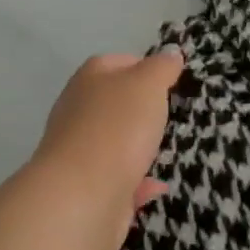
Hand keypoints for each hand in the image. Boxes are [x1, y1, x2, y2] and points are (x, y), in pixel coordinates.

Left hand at [35, 51, 181, 232]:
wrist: (82, 197)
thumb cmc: (117, 128)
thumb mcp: (148, 84)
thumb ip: (162, 67)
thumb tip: (170, 53)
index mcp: (89, 79)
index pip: (118, 62)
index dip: (145, 67)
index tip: (170, 81)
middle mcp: (78, 110)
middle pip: (114, 102)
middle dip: (142, 109)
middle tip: (171, 115)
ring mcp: (78, 151)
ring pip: (114, 142)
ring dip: (138, 146)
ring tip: (167, 149)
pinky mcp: (85, 188)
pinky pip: (118, 179)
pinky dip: (137, 182)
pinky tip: (157, 186)